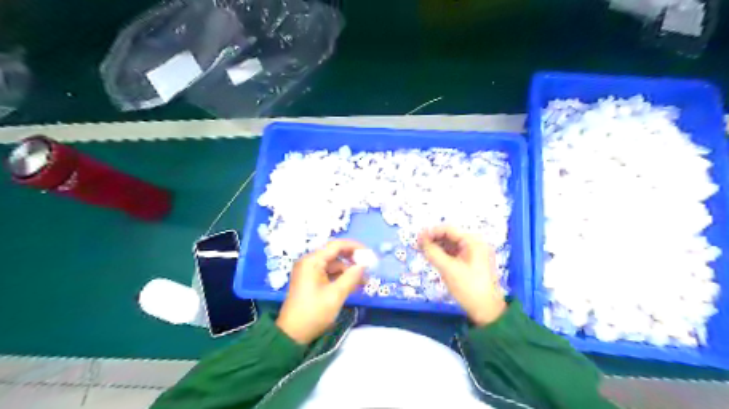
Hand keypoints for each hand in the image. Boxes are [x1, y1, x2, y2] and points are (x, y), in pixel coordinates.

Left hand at [276, 240, 367, 344]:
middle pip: (335, 254)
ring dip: (348, 271)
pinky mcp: (310, 281)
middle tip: (369, 267)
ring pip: (333, 265)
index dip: (354, 247)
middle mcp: (309, 262)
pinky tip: (353, 285)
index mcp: (312, 261)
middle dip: (352, 260)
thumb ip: (352, 277)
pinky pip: (329, 274)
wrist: (292, 335)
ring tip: (364, 281)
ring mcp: (309, 272)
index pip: (336, 245)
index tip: (369, 254)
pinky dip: (341, 277)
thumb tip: (365, 264)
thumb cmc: (313, 312)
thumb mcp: (336, 295)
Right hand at [419, 226, 505, 324]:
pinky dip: (443, 254)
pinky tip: (433, 258)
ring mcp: (474, 253)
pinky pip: (454, 253)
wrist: (487, 311)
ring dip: (437, 247)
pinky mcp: (472, 262)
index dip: (431, 232)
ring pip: (451, 245)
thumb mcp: (448, 269)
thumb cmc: (469, 288)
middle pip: (450, 236)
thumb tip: (420, 239)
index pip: (448, 230)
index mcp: (473, 241)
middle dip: (433, 239)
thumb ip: (433, 252)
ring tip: (422, 252)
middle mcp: (475, 243)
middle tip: (417, 246)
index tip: (417, 238)